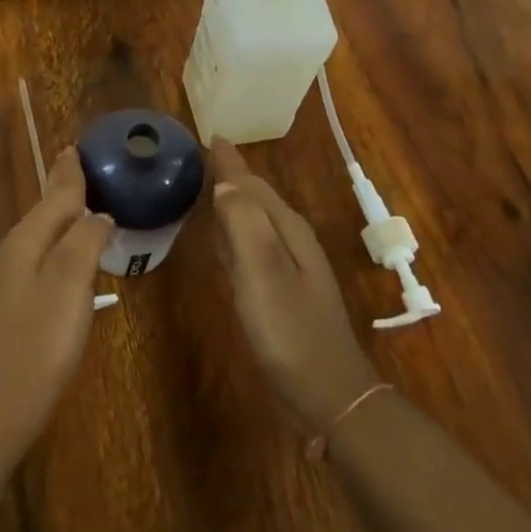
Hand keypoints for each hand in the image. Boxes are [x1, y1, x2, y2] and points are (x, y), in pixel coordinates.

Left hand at [0, 147, 112, 452]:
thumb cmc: (40, 340)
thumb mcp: (69, 284)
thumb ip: (84, 241)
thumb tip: (98, 214)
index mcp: (24, 241)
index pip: (54, 197)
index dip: (69, 174)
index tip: (75, 148)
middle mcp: (11, 252)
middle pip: (43, 210)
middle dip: (60, 186)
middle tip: (73, 161)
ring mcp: (7, 280)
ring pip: (39, 232)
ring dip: (59, 212)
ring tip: (77, 197)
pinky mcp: (13, 304)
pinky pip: (39, 254)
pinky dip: (56, 239)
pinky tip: (66, 250)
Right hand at [211, 139, 379, 433]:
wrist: (328, 394)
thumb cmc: (290, 331)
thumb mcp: (262, 273)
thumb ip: (243, 224)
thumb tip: (224, 184)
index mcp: (286, 229)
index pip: (251, 183)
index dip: (228, 161)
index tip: (209, 136)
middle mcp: (290, 240)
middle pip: (255, 197)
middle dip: (230, 175)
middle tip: (202, 157)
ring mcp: (289, 267)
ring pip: (254, 220)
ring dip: (232, 201)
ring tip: (208, 186)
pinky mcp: (281, 292)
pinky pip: (251, 246)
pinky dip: (234, 233)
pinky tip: (222, 239)